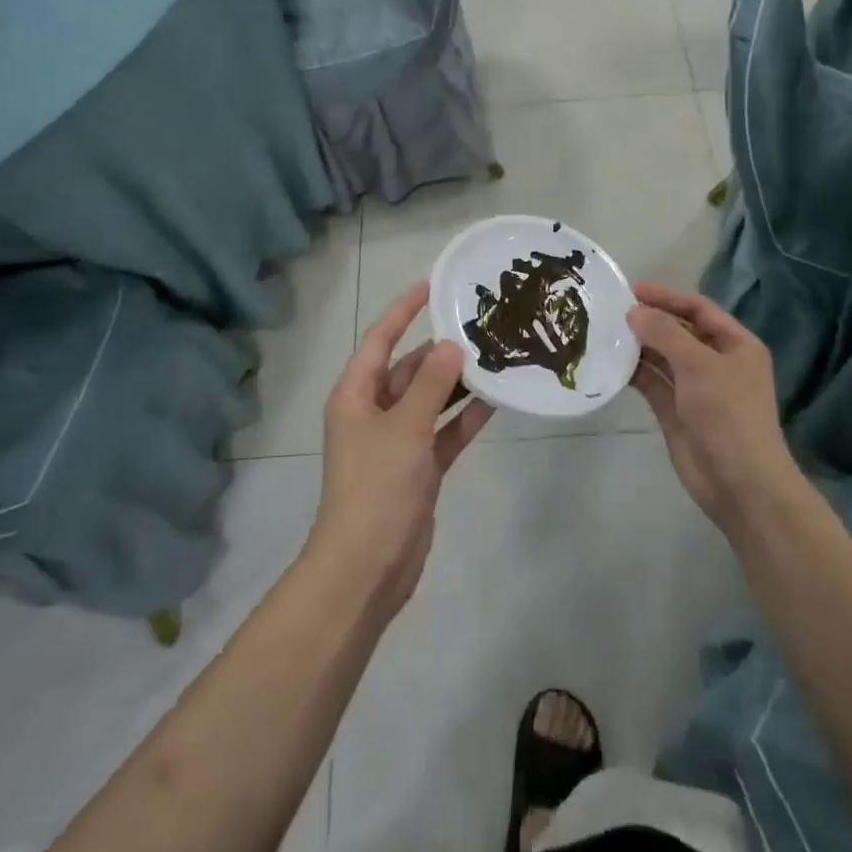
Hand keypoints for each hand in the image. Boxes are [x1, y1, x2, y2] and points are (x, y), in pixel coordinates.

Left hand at [310, 282, 494, 613]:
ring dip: (457, 383)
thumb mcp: (405, 428)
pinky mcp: (419, 467)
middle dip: (440, 351)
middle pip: (409, 370)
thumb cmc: (377, 486)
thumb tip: (451, 345)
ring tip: (495, 357)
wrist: (368, 566)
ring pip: (431, 400)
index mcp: (356, 395)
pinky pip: (444, 432)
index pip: (380, 340)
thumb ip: (432, 385)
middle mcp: (374, 412)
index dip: (403, 311)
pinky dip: (465, 418)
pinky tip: (496, 401)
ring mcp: (397, 441)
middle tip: (480, 326)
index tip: (431, 285)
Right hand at [627, 282, 795, 535]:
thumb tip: (634, 312)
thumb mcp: (699, 364)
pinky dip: (634, 372)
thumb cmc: (728, 414)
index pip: (699, 309)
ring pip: (663, 358)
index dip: (668, 297)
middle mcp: (716, 363)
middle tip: (611, 311)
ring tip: (604, 332)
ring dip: (638, 346)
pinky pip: (652, 383)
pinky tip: (610, 362)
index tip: (633, 290)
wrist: (739, 483)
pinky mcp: (676, 412)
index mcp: (736, 345)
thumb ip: (665, 333)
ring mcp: (695, 389)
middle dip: (649, 321)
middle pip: (679, 331)